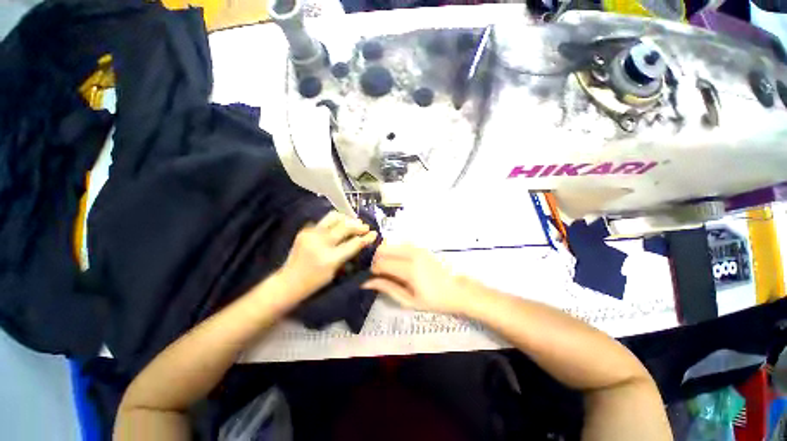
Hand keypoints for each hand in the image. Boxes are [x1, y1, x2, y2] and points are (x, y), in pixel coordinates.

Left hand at [279, 211, 377, 299]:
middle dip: (358, 225)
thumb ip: (347, 254)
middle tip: (365, 226)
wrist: (288, 282)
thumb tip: (359, 240)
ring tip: (353, 222)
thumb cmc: (315, 282)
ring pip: (333, 217)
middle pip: (345, 227)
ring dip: (346, 218)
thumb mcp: (335, 271)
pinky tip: (339, 225)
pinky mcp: (305, 230)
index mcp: (330, 258)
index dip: (366, 237)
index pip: (353, 243)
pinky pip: (324, 221)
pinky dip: (334, 221)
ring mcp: (311, 234)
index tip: (374, 233)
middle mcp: (320, 243)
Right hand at [363, 242, 472, 314]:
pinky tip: (398, 262)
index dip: (373, 270)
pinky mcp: (421, 247)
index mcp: (409, 269)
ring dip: (385, 254)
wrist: (459, 290)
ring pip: (392, 244)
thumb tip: (367, 282)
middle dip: (376, 260)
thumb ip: (388, 288)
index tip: (372, 278)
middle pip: (384, 249)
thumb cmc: (435, 300)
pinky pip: (401, 244)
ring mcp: (417, 248)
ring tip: (388, 268)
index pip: (381, 263)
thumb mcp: (409, 300)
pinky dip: (394, 251)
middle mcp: (412, 253)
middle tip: (379, 273)